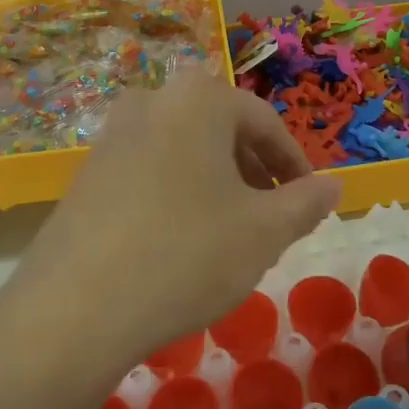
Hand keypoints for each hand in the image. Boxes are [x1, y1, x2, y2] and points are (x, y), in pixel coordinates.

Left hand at [12, 73, 341, 372]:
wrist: (73, 309)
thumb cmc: (186, 254)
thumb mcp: (264, 232)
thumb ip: (306, 203)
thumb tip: (334, 186)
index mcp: (199, 99)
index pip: (265, 123)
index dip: (295, 165)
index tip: (309, 202)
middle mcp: (153, 101)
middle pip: (222, 131)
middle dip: (255, 173)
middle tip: (272, 219)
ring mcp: (113, 134)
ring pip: (185, 151)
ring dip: (217, 184)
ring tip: (230, 233)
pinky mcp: (87, 172)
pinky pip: (150, 170)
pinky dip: (178, 194)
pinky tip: (180, 242)